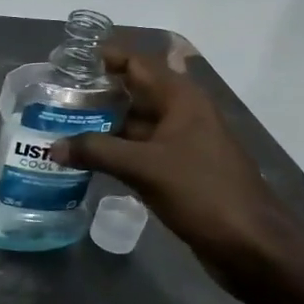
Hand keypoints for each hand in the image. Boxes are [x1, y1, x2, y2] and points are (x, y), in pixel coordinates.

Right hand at [47, 45, 291, 277]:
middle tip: (52, 98)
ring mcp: (181, 143)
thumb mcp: (144, 168)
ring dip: (101, 125)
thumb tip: (53, 146)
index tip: (66, 62)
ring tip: (59, 127)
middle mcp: (181, 113)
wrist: (251, 245)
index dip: (103, 58)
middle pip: (133, 92)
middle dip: (95, 93)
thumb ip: (97, 151)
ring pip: (134, 124)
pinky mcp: (178, 170)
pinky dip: (113, 151)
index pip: (137, 63)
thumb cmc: (202, 193)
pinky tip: (84, 159)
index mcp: (181, 99)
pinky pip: (139, 151)